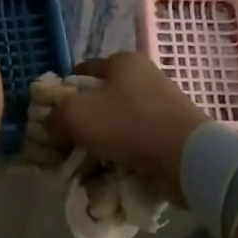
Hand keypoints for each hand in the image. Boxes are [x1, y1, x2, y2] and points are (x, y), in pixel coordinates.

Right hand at [47, 51, 207, 202]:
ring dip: (99, 146)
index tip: (51, 119)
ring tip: (86, 168)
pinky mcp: (170, 133)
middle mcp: (143, 78)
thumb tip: (50, 126)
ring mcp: (160, 106)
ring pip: (116, 126)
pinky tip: (110, 175)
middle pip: (99, 101)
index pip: (81, 72)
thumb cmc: (127, 124)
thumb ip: (55, 117)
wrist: (186, 157)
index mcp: (122, 62)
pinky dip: (122, 158)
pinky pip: (135, 144)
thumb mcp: (76, 115)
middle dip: (80, 126)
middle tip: (65, 148)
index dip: (62, 94)